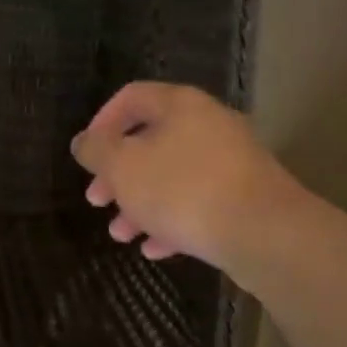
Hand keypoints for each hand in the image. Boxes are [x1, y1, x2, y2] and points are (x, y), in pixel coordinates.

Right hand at [71, 82, 304, 270]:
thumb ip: (96, 151)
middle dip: (118, 174)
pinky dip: (173, 221)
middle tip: (97, 200)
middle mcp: (208, 124)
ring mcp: (231, 161)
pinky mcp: (245, 197)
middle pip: (151, 141)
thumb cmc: (183, 190)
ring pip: (173, 176)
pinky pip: (199, 202)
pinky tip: (156, 249)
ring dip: (141, 203)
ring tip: (121, 234)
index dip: (101, 122)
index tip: (87, 155)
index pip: (131, 97)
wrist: (264, 232)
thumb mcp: (124, 168)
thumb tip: (83, 141)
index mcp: (180, 105)